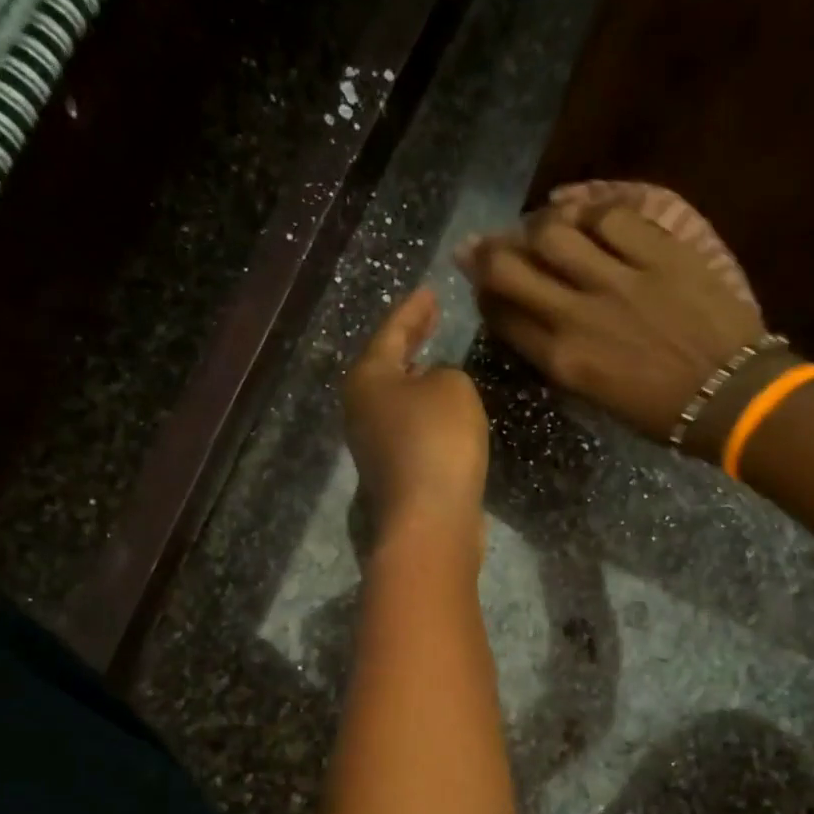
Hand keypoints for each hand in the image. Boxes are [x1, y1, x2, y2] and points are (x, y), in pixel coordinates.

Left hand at [343, 289, 489, 563]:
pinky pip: (410, 429)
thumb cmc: (437, 441)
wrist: (430, 521)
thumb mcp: (452, 387)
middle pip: (386, 366)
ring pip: (396, 400)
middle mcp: (361, 411)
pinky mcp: (394, 474)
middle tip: (430, 320)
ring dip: (416, 380)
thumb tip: (433, 388)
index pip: (391, 332)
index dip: (413, 310)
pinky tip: (443, 411)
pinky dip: (425, 412)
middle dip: (409, 343)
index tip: (429, 292)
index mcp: (367, 380)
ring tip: (437, 362)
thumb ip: (445, 373)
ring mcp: (373, 447)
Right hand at [455, 198, 765, 443]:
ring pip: (554, 233)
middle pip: (511, 269)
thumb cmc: (659, 411)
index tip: (483, 288)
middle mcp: (578, 315)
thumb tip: (533, 323)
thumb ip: (558, 357)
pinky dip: (589, 212)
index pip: (503, 316)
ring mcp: (619, 279)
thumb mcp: (594, 396)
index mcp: (563, 361)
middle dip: (487, 255)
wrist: (731, 394)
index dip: (484, 297)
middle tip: (481, 247)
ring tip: (537, 228)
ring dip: (536, 227)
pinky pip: (611, 217)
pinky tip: (584, 216)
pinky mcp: (659, 252)